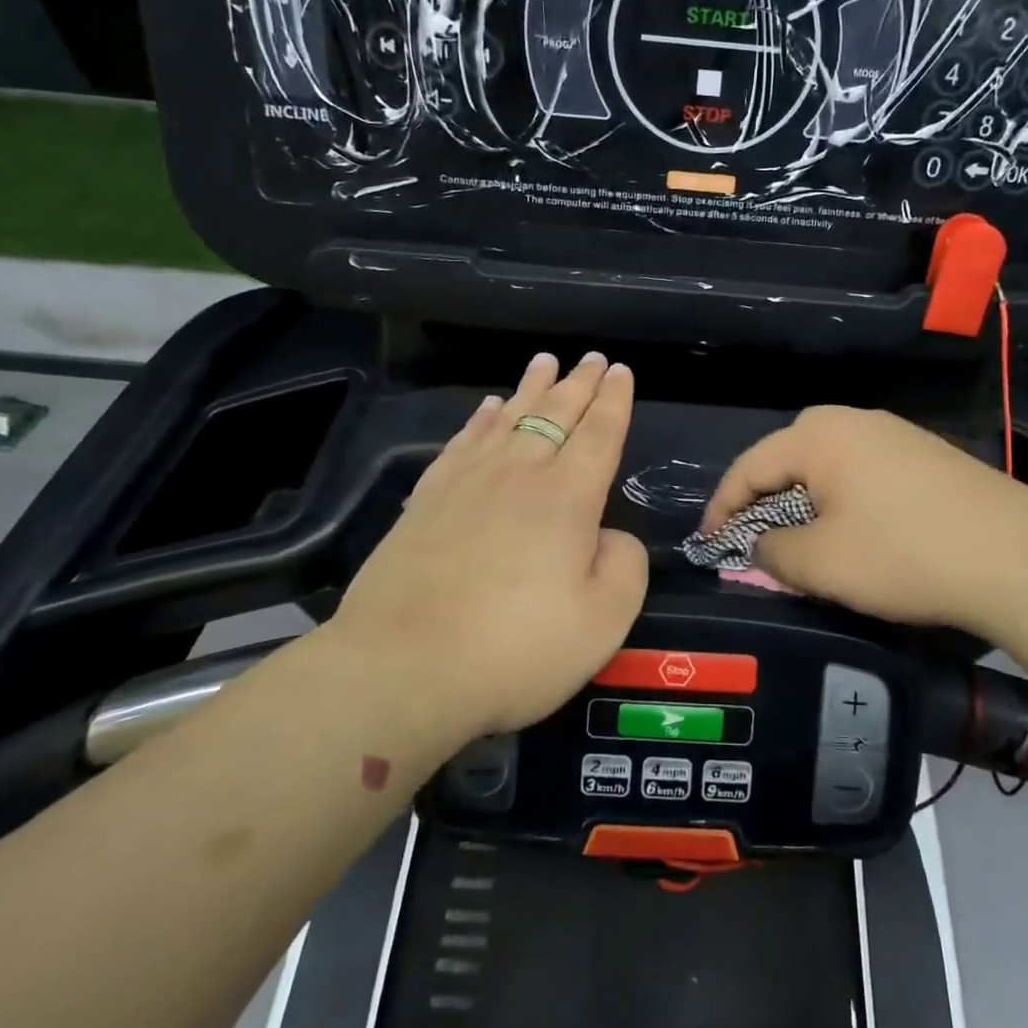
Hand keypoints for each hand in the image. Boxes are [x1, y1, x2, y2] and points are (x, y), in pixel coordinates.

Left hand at [329, 351, 648, 741]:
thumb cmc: (516, 648)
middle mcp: (519, 474)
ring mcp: (467, 482)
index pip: (599, 433)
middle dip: (579, 383)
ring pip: (509, 417)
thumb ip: (624, 564)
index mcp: (568, 496)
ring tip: (545, 362)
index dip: (614, 400)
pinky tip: (488, 409)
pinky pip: (463, 442)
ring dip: (532, 388)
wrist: (403, 669)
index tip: (621, 372)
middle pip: (556, 414)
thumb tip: (608, 534)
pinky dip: (482, 419)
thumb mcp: (604, 619)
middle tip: (593, 358)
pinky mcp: (427, 500)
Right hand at [702, 406, 1027, 640]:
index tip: (708, 546)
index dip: (722, 509)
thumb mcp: (820, 563)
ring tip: (800, 545)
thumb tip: (760, 543)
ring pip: (826, 468)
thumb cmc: (903, 553)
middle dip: (763, 503)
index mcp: (817, 434)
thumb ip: (770, 550)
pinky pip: (861, 474)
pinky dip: (841, 503)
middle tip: (752, 544)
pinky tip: (853, 535)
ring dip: (804, 505)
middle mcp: (852, 419)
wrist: (1016, 555)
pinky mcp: (923, 455)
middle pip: (786, 460)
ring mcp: (893, 433)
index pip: (748, 467)